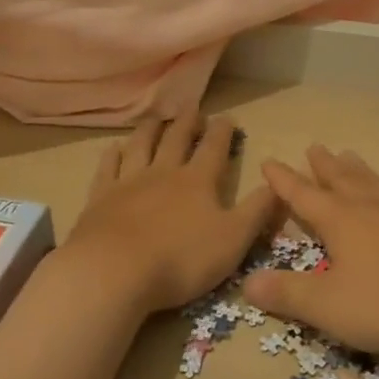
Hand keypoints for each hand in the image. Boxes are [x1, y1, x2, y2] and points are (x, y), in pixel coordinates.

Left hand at [65, 114, 276, 314]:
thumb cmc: (181, 258)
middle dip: (188, 123)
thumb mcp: (234, 239)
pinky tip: (114, 149)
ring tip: (156, 118)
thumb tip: (278, 184)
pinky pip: (107, 169)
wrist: (113, 271)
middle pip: (177, 140)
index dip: (223, 132)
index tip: (227, 117)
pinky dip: (112, 156)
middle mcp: (164, 173)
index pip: (214, 149)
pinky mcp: (99, 198)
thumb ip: (257, 211)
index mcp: (198, 181)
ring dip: (151, 130)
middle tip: (193, 108)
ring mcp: (128, 183)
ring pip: (141, 146)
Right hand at [243, 146, 378, 356]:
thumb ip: (289, 294)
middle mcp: (370, 207)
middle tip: (313, 147)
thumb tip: (246, 281)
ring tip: (348, 155)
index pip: (303, 196)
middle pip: (341, 180)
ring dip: (355, 169)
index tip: (268, 161)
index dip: (283, 181)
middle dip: (322, 166)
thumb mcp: (330, 306)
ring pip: (371, 182)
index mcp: (341, 220)